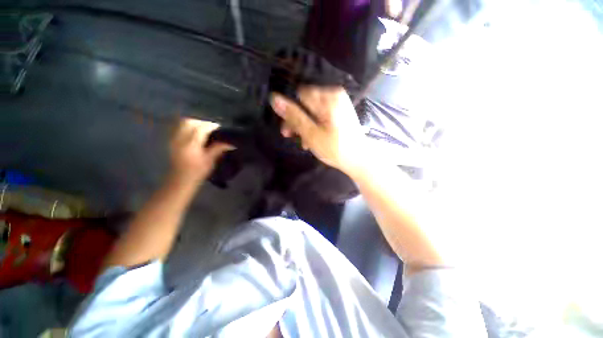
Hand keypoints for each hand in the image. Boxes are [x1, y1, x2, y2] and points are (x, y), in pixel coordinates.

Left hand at [170, 118, 233, 182]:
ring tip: (205, 129)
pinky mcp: (172, 141)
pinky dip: (189, 127)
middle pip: (190, 122)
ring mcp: (174, 139)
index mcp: (191, 145)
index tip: (220, 128)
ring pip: (183, 123)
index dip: (211, 126)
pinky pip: (180, 128)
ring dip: (195, 123)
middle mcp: (180, 139)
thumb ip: (218, 149)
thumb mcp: (210, 161)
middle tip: (212, 128)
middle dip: (202, 122)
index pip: (200, 129)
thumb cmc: (197, 172)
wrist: (180, 180)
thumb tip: (230, 143)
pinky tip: (196, 133)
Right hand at [270, 87, 365, 173]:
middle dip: (298, 122)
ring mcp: (338, 104)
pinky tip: (314, 140)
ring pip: (312, 112)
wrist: (359, 160)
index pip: (299, 97)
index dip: (291, 113)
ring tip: (305, 143)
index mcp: (328, 97)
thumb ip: (293, 116)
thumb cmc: (335, 148)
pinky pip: (321, 116)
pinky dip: (315, 127)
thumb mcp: (311, 133)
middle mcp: (334, 96)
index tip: (288, 130)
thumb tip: (274, 98)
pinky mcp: (340, 113)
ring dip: (305, 127)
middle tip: (292, 137)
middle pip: (306, 104)